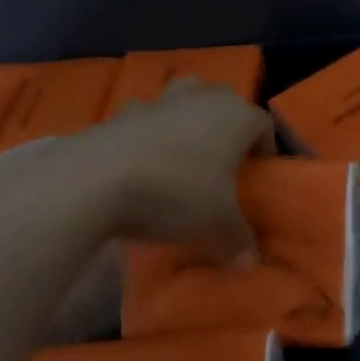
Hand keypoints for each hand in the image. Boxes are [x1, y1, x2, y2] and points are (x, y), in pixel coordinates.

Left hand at [21, 78, 274, 263]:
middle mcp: (205, 98)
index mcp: (238, 116)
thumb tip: (250, 263)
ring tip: (182, 154)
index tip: (257, 177)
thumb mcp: (216, 226)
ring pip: (186, 97)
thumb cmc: (176, 193)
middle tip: (222, 163)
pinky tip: (141, 164)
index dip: (265, 150)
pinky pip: (146, 118)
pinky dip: (148, 133)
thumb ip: (238, 241)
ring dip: (188, 118)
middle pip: (226, 101)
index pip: (264, 125)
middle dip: (227, 125)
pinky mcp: (121, 112)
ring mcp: (161, 100)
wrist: (94, 180)